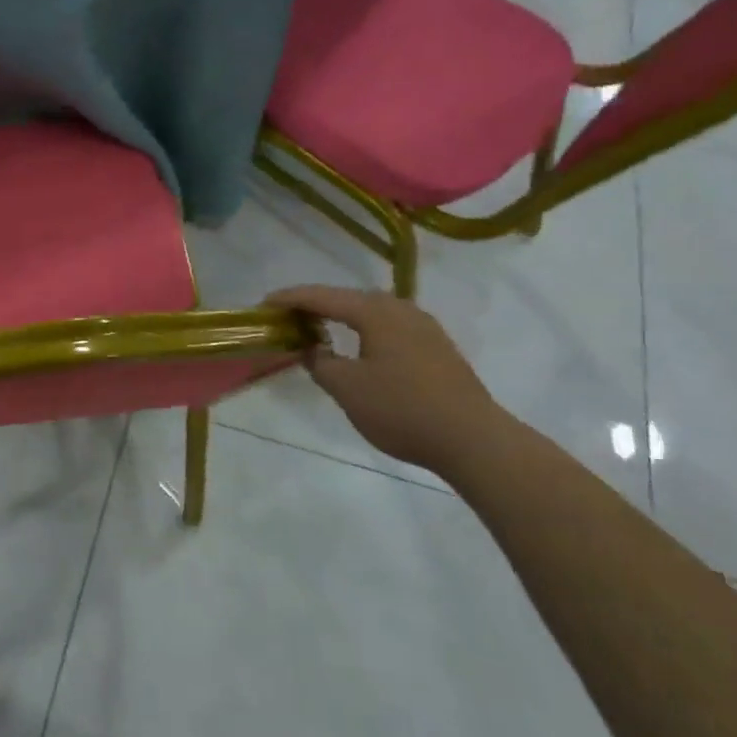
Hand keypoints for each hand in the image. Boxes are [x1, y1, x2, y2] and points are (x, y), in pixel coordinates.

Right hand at [266, 286, 509, 476]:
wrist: (474, 440)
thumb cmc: (402, 410)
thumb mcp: (347, 389)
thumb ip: (320, 362)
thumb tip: (311, 347)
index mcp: (375, 312)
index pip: (322, 296)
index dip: (290, 298)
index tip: (263, 304)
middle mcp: (400, 309)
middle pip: (348, 298)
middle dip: (316, 305)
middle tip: (287, 317)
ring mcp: (423, 326)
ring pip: (371, 311)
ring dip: (342, 316)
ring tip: (318, 329)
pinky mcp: (437, 346)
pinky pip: (389, 326)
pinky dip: (364, 329)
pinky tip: (359, 348)